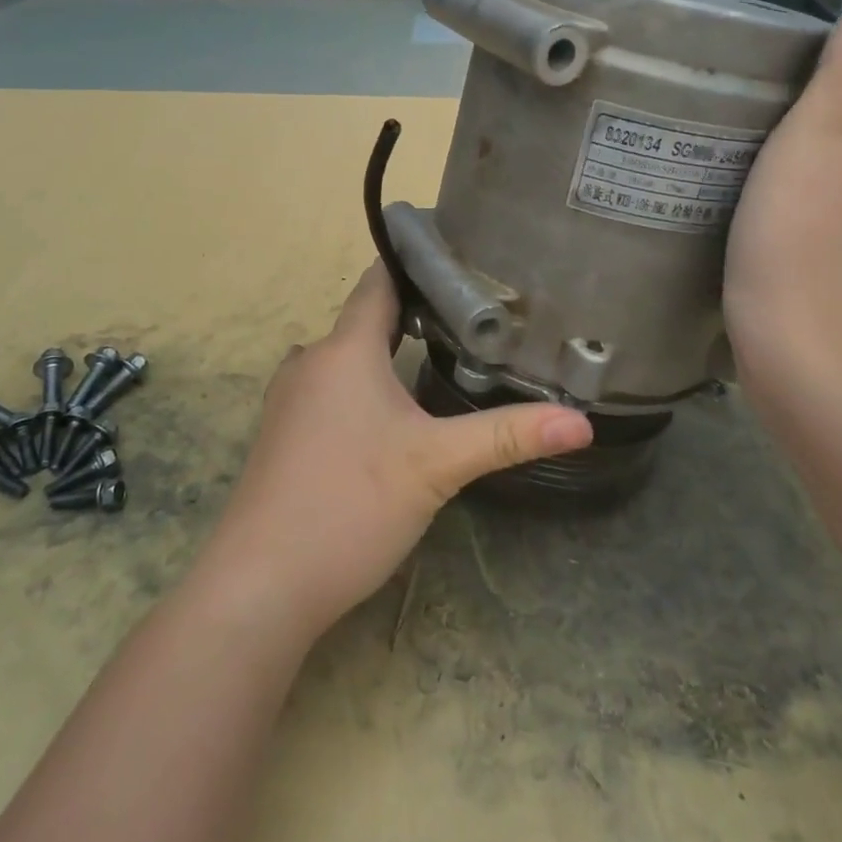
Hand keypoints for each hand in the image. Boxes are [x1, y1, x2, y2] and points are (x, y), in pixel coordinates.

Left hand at [196, 265, 592, 643]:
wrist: (260, 585)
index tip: (461, 255)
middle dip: (416, 313)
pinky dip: (365, 385)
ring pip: (348, 358)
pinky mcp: (284, 435)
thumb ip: (508, 437)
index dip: (417, 263)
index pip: (379, 281)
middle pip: (367, 320)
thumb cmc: (350, 505)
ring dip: (389, 353)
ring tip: (443, 355)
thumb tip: (581, 423)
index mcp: (344, 350)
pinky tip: (394, 413)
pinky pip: (331, 389)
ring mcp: (289, 400)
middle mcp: (310, 362)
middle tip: (473, 315)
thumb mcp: (438, 466)